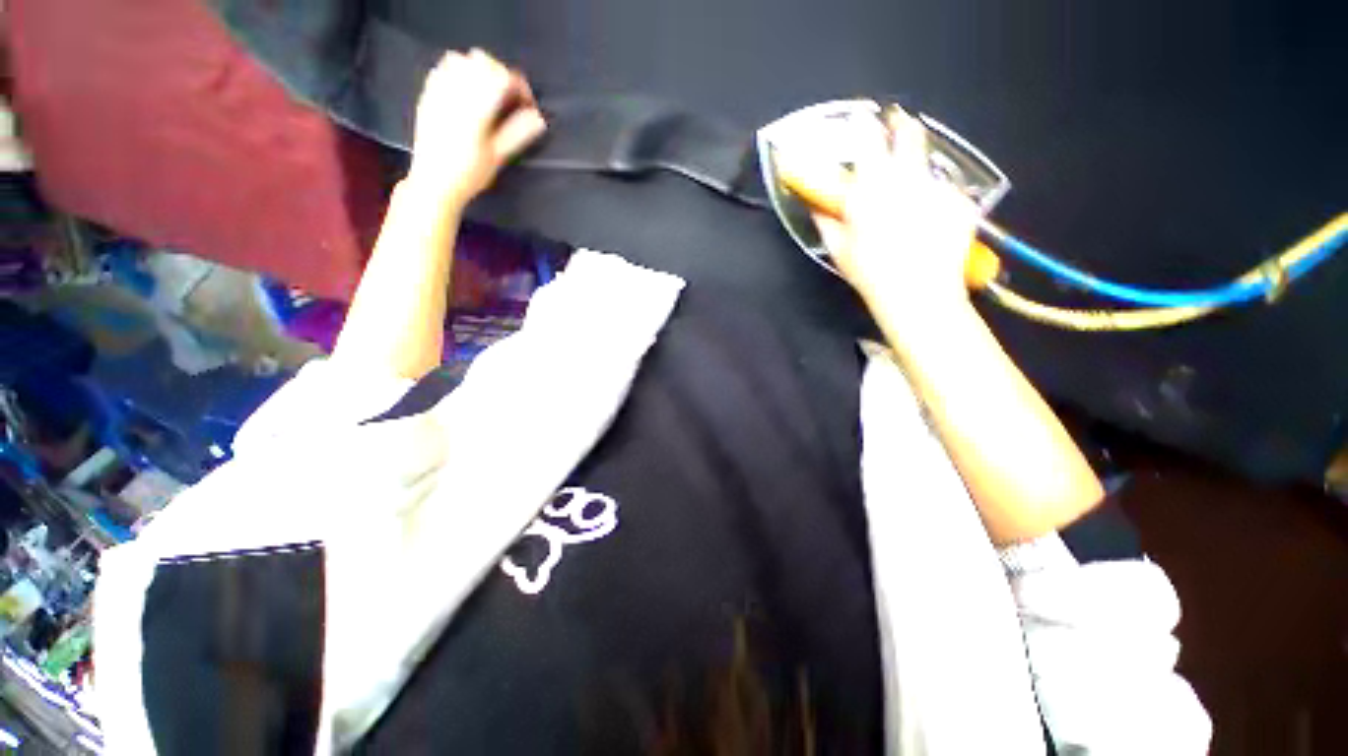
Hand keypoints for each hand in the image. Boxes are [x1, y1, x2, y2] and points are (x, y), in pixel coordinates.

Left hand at [406, 49, 546, 207]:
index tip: (527, 104)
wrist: (434, 182)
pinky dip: (458, 71)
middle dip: (501, 74)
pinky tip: (466, 90)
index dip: (520, 87)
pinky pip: (442, 68)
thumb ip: (518, 134)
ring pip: (461, 60)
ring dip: (479, 69)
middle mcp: (456, 93)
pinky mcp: (428, 94)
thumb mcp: (498, 158)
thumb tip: (539, 118)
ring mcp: (439, 91)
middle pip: (483, 62)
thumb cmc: (470, 174)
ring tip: (488, 91)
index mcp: (476, 110)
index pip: (503, 78)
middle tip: (510, 97)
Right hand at [814, 109, 977, 312]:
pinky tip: (929, 221)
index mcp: (871, 187)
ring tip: (910, 199)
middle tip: (897, 125)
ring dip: (915, 170)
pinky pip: (943, 190)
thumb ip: (825, 221)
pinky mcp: (959, 201)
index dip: (865, 123)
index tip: (864, 117)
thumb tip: (816, 205)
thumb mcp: (839, 248)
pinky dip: (934, 198)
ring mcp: (936, 187)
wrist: (917, 290)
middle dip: (901, 126)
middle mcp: (905, 178)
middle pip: (908, 135)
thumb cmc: (870, 271)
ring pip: (925, 165)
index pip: (868, 139)